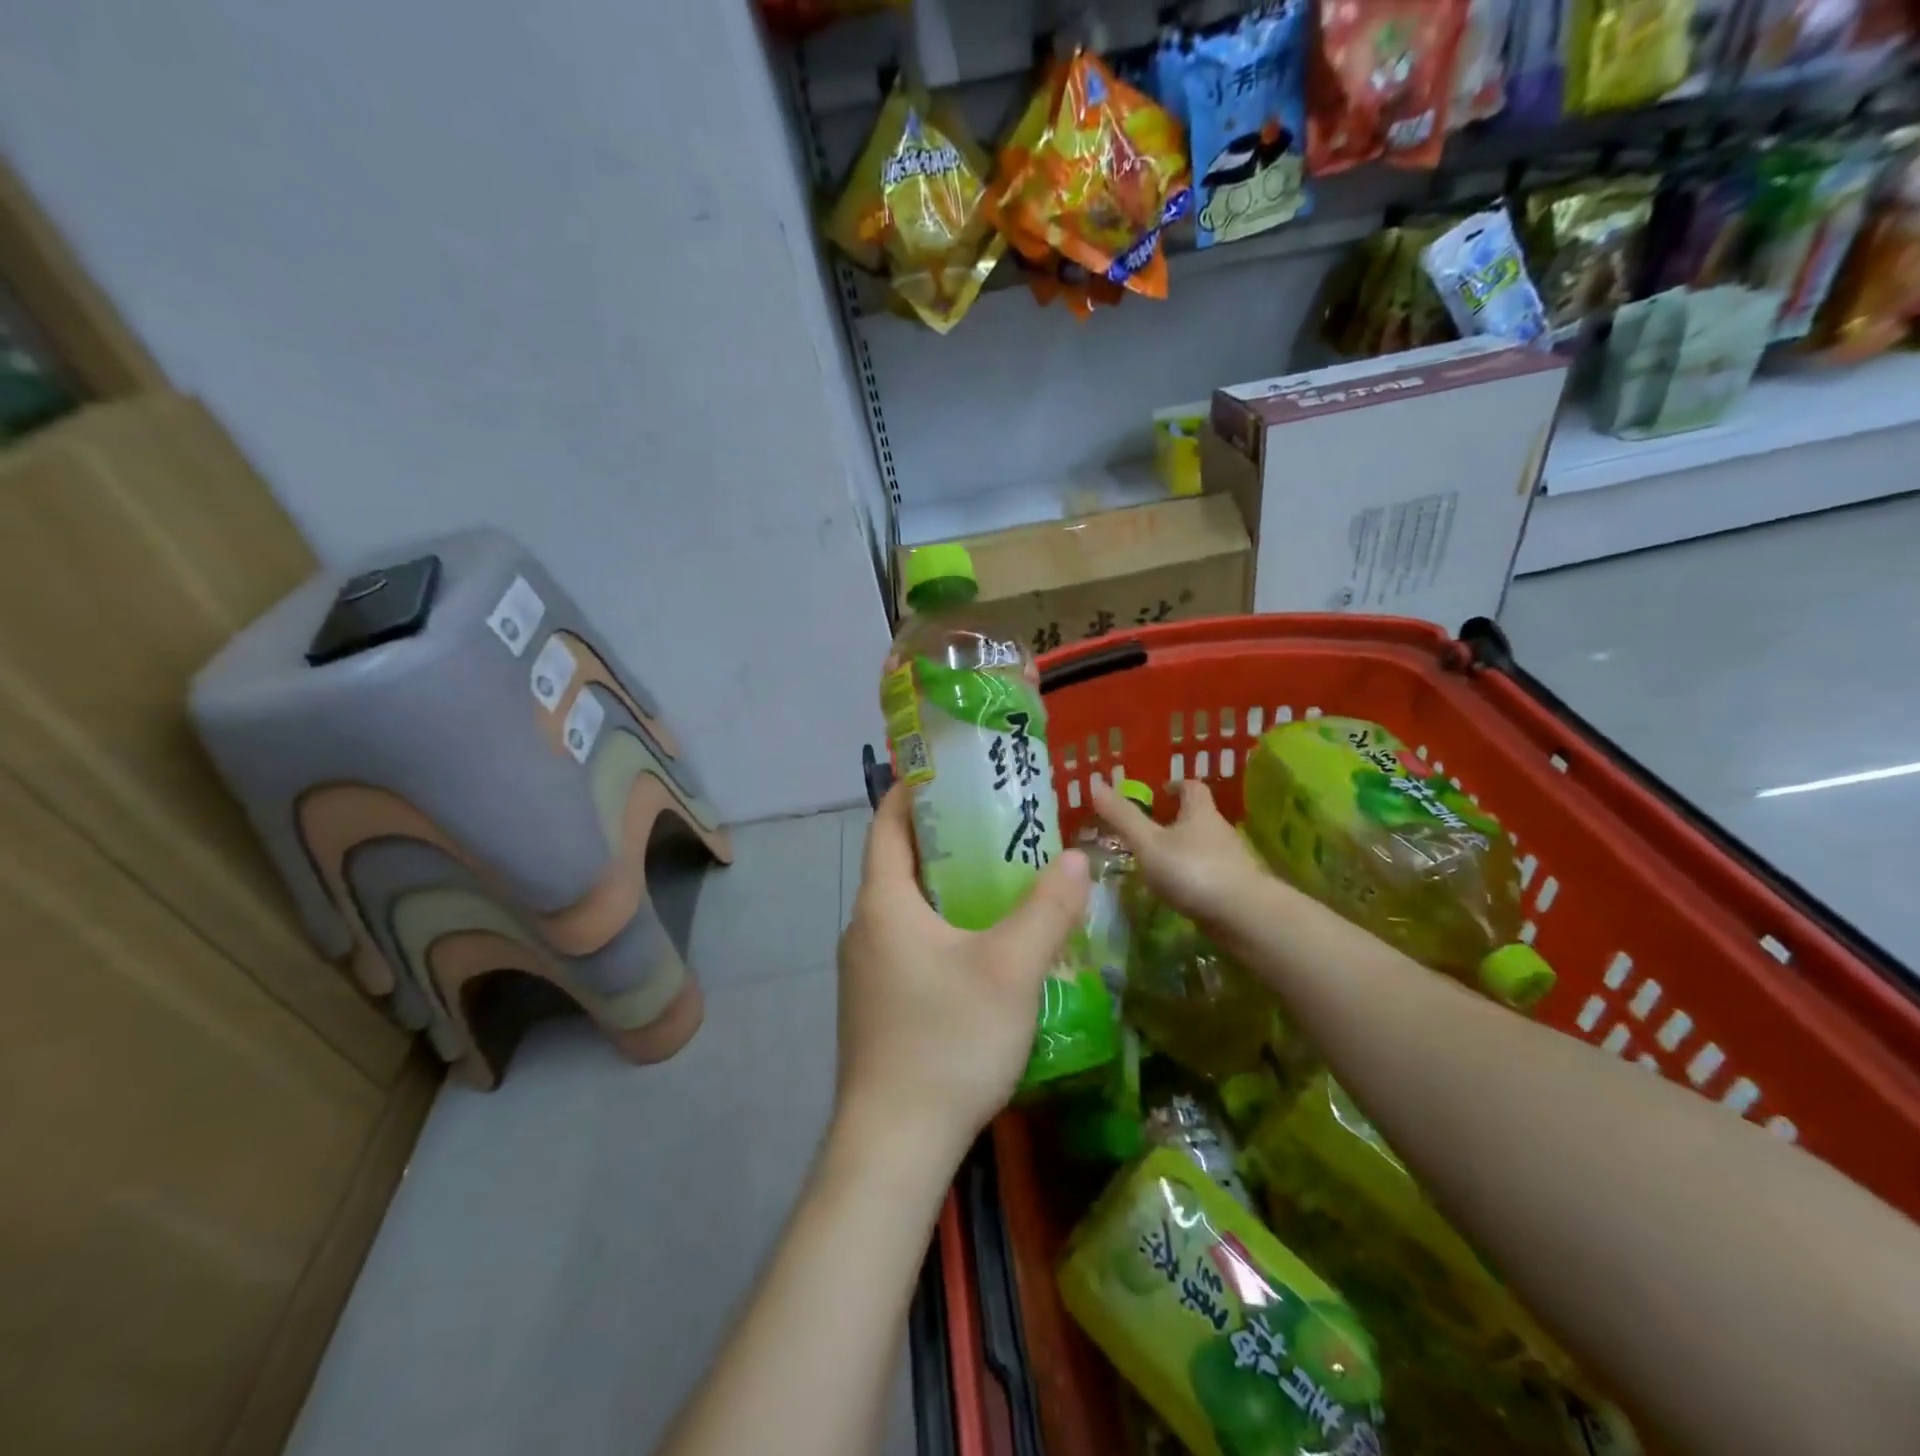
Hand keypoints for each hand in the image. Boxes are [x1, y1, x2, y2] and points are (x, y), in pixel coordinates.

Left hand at [834, 785, 1089, 1162]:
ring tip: (1001, 880)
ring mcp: (866, 971)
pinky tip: (984, 949)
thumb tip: (1076, 856)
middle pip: (900, 864)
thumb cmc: (948, 1041)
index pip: (887, 824)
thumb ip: (1047, 908)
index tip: (950, 772)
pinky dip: (942, 927)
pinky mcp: (877, 1006)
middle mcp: (864, 928)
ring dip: (947, 888)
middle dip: (945, 839)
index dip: (913, 790)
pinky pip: (909, 944)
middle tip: (999, 825)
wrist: (894, 1146)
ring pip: (907, 909)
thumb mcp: (1010, 968)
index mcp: (883, 904)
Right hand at [1088, 776, 1266, 929]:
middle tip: (1148, 830)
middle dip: (1176, 820)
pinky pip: (1209, 873)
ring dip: (1184, 850)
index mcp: (1200, 812)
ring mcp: (1231, 860)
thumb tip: (1095, 784)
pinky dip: (1193, 875)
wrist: (1244, 916)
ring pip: (1204, 846)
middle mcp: (1219, 830)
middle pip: (1198, 817)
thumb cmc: (1193, 871)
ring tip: (1157, 862)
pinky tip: (1177, 890)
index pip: (1192, 787)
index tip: (1159, 792)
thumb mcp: (1148, 843)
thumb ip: (1122, 817)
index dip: (1175, 786)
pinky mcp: (1235, 887)